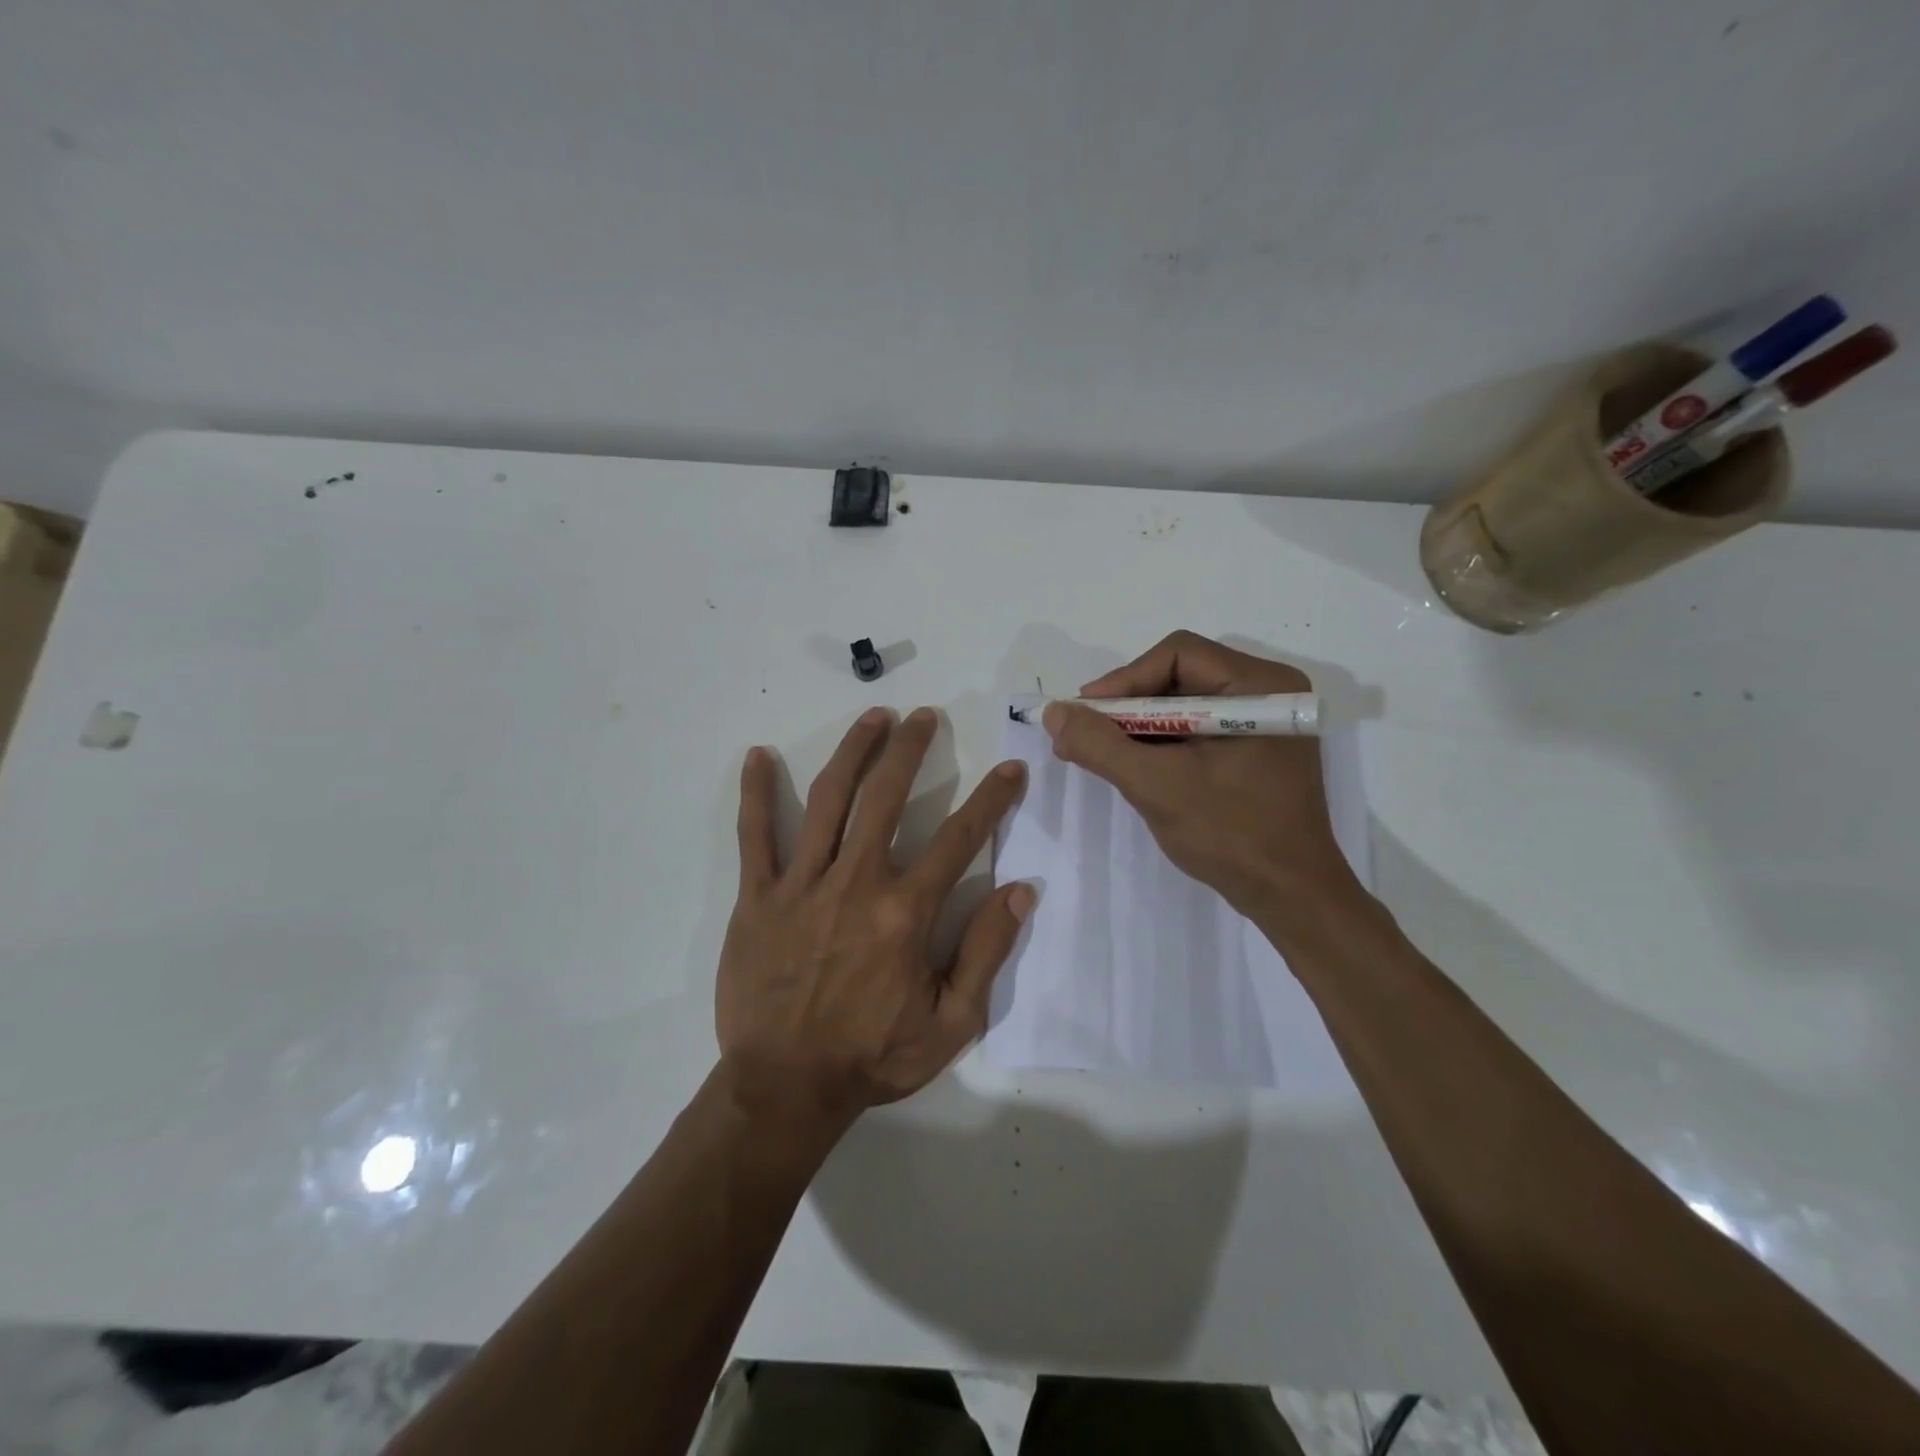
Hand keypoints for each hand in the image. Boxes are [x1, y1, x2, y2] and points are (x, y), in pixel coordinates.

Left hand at [716, 707, 1034, 1131]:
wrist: (785, 1088)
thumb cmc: (873, 1057)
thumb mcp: (951, 1023)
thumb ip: (986, 952)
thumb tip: (1019, 891)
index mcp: (905, 912)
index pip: (959, 839)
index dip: (992, 799)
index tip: (1010, 769)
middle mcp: (856, 883)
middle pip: (887, 797)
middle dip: (910, 750)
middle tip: (924, 716)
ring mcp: (802, 885)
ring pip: (829, 799)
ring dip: (854, 751)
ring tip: (873, 717)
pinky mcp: (758, 897)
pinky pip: (755, 836)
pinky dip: (756, 794)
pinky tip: (758, 756)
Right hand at [1042, 631, 1361, 919]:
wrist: (1290, 897)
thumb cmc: (1230, 834)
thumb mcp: (1155, 786)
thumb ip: (1100, 745)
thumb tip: (1054, 712)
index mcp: (1260, 686)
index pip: (1178, 655)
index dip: (1124, 679)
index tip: (1085, 714)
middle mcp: (1268, 691)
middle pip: (1180, 676)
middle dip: (1128, 706)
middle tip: (1086, 733)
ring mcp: (1264, 722)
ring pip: (1184, 703)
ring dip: (1139, 726)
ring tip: (1101, 753)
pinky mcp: (1256, 749)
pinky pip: (1197, 729)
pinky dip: (1161, 742)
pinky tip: (1133, 765)